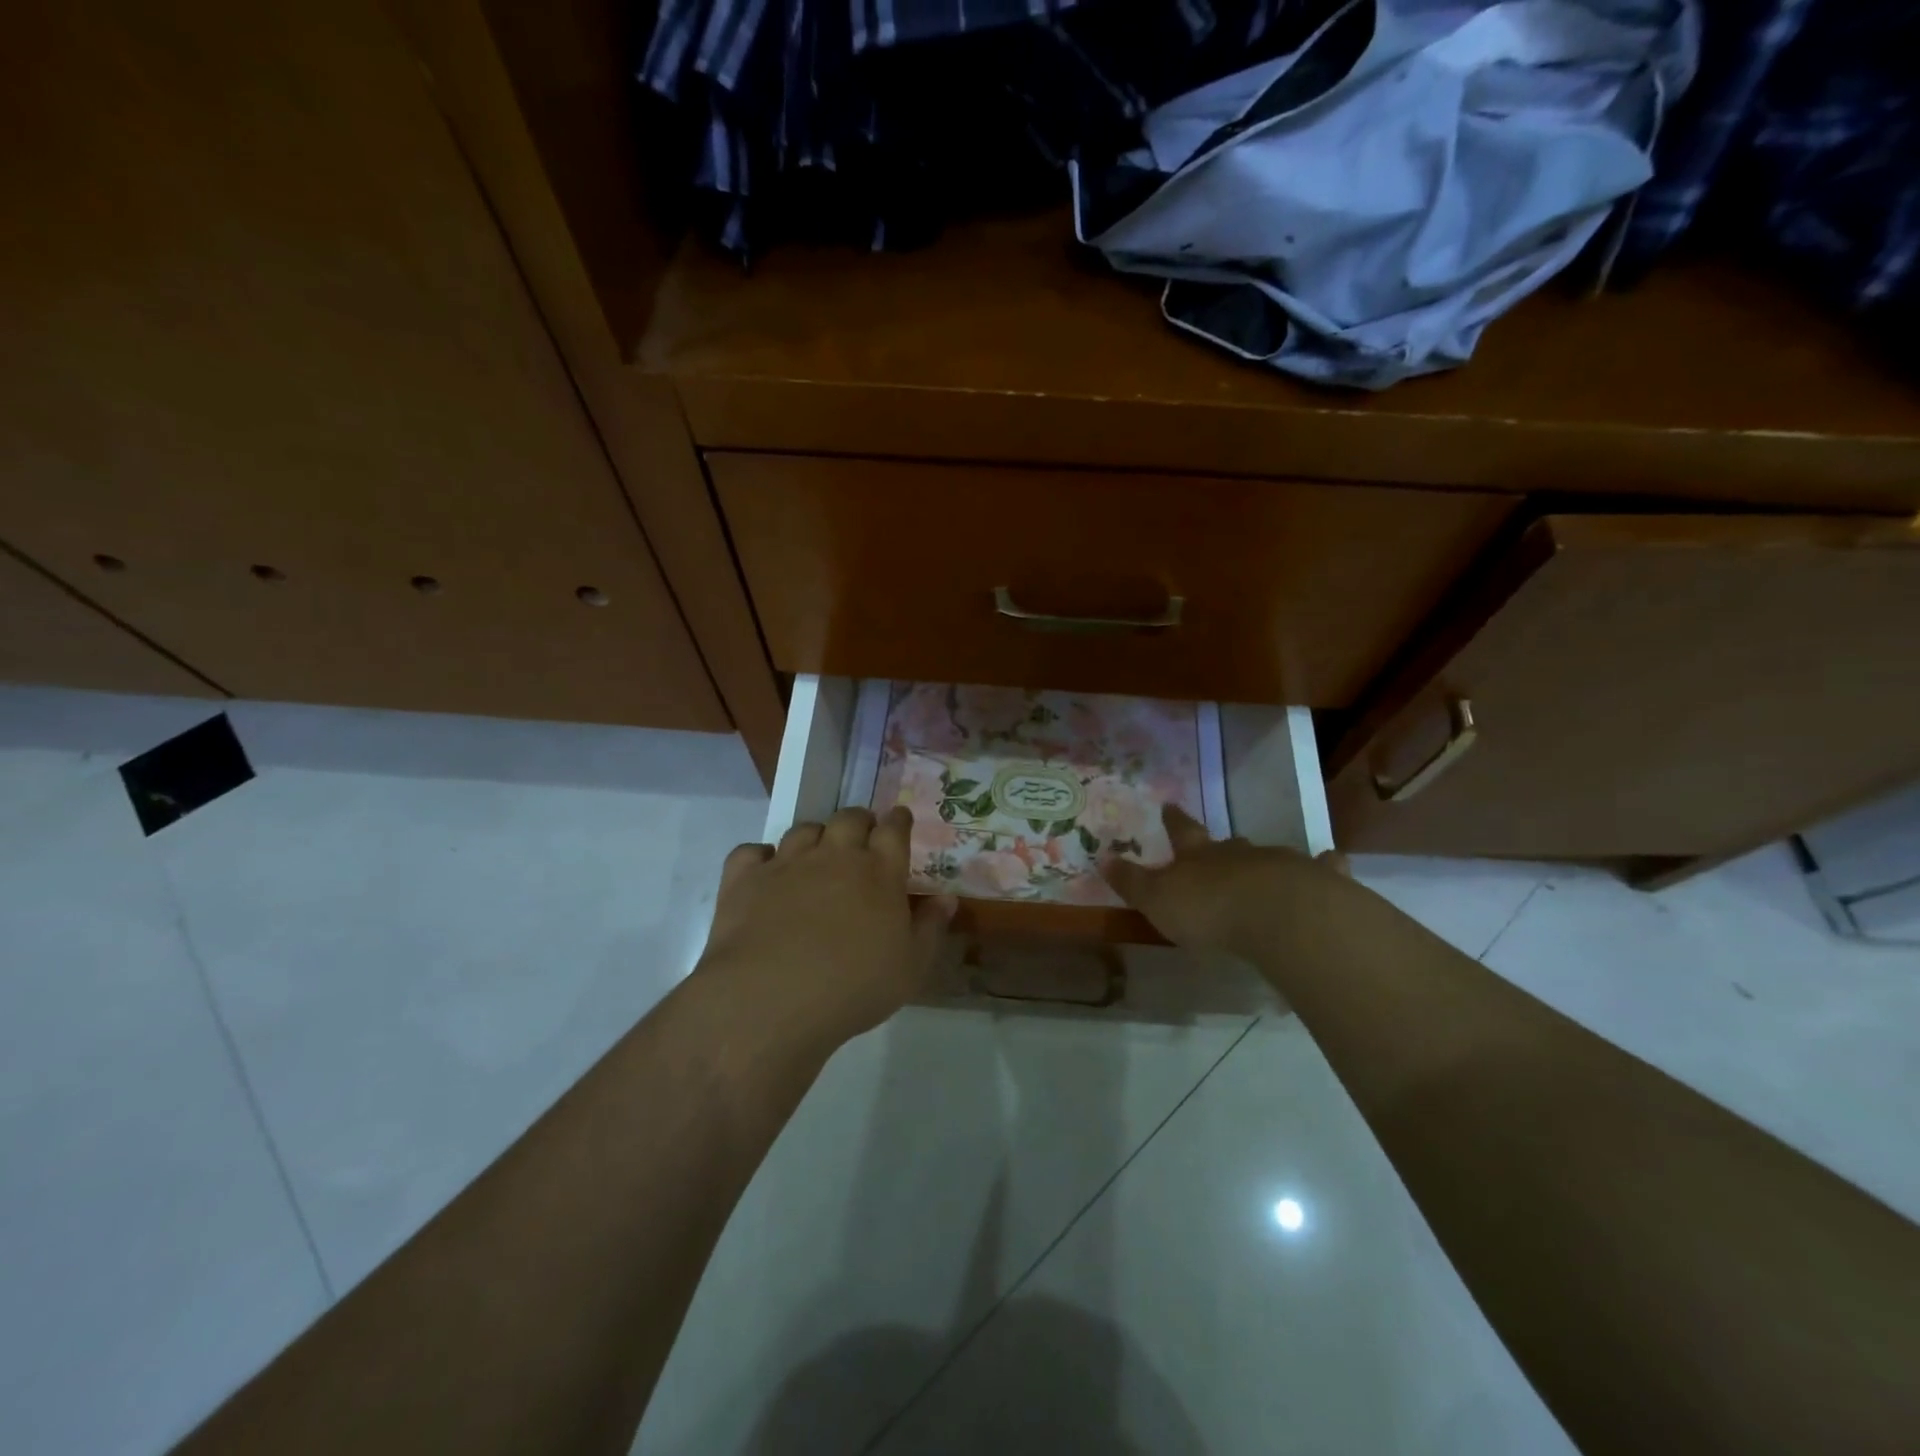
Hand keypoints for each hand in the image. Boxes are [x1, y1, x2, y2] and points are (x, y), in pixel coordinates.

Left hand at [696, 806, 954, 1051]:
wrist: (773, 998)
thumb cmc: (854, 987)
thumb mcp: (911, 967)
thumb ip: (931, 927)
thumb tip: (947, 898)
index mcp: (879, 871)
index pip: (894, 830)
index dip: (899, 821)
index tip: (900, 819)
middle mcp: (834, 856)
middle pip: (849, 819)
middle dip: (859, 821)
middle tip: (862, 835)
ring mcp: (787, 863)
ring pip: (804, 830)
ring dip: (815, 836)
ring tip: (817, 853)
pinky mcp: (745, 879)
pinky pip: (752, 852)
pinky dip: (761, 856)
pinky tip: (765, 870)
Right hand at [1102, 804, 1339, 953]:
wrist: (1276, 914)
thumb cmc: (1208, 909)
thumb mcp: (1157, 900)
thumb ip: (1132, 882)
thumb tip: (1102, 858)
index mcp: (1199, 856)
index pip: (1182, 831)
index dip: (1174, 820)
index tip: (1169, 805)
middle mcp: (1238, 853)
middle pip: (1228, 844)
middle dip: (1222, 845)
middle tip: (1222, 845)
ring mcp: (1279, 863)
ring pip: (1269, 856)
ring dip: (1265, 860)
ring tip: (1266, 865)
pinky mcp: (1315, 881)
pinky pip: (1322, 868)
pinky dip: (1326, 865)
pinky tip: (1333, 861)